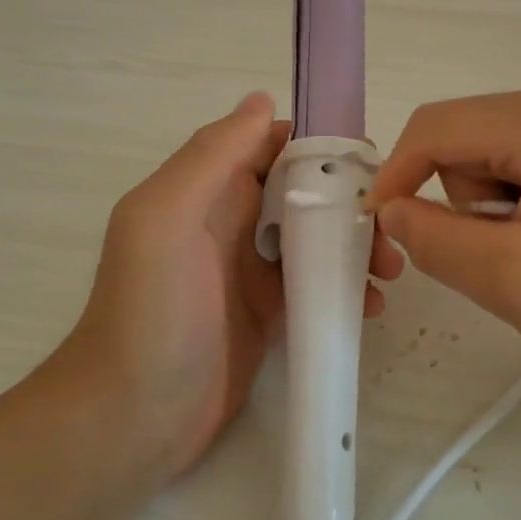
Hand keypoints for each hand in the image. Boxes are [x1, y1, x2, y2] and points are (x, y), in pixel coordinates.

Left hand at [59, 92, 403, 479]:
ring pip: (317, 236)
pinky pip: (317, 284)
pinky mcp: (269, 313)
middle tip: (389, 223)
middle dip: (349, 199)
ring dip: (355, 243)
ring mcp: (251, 269)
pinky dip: (348, 287)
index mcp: (207, 189)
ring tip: (390, 268)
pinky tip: (372, 305)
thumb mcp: (166, 218)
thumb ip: (212, 155)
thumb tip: (262, 100)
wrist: (131, 419)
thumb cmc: (150, 311)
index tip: (368, 162)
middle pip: (303, 190)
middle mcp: (230, 220)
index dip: (319, 146)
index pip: (272, 146)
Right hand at [367, 72, 520, 401]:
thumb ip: (437, 241)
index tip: (384, 233)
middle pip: (467, 140)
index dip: (397, 177)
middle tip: (512, 260)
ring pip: (493, 154)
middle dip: (468, 204)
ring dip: (497, 209)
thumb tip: (391, 210)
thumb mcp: (518, 283)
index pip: (437, 128)